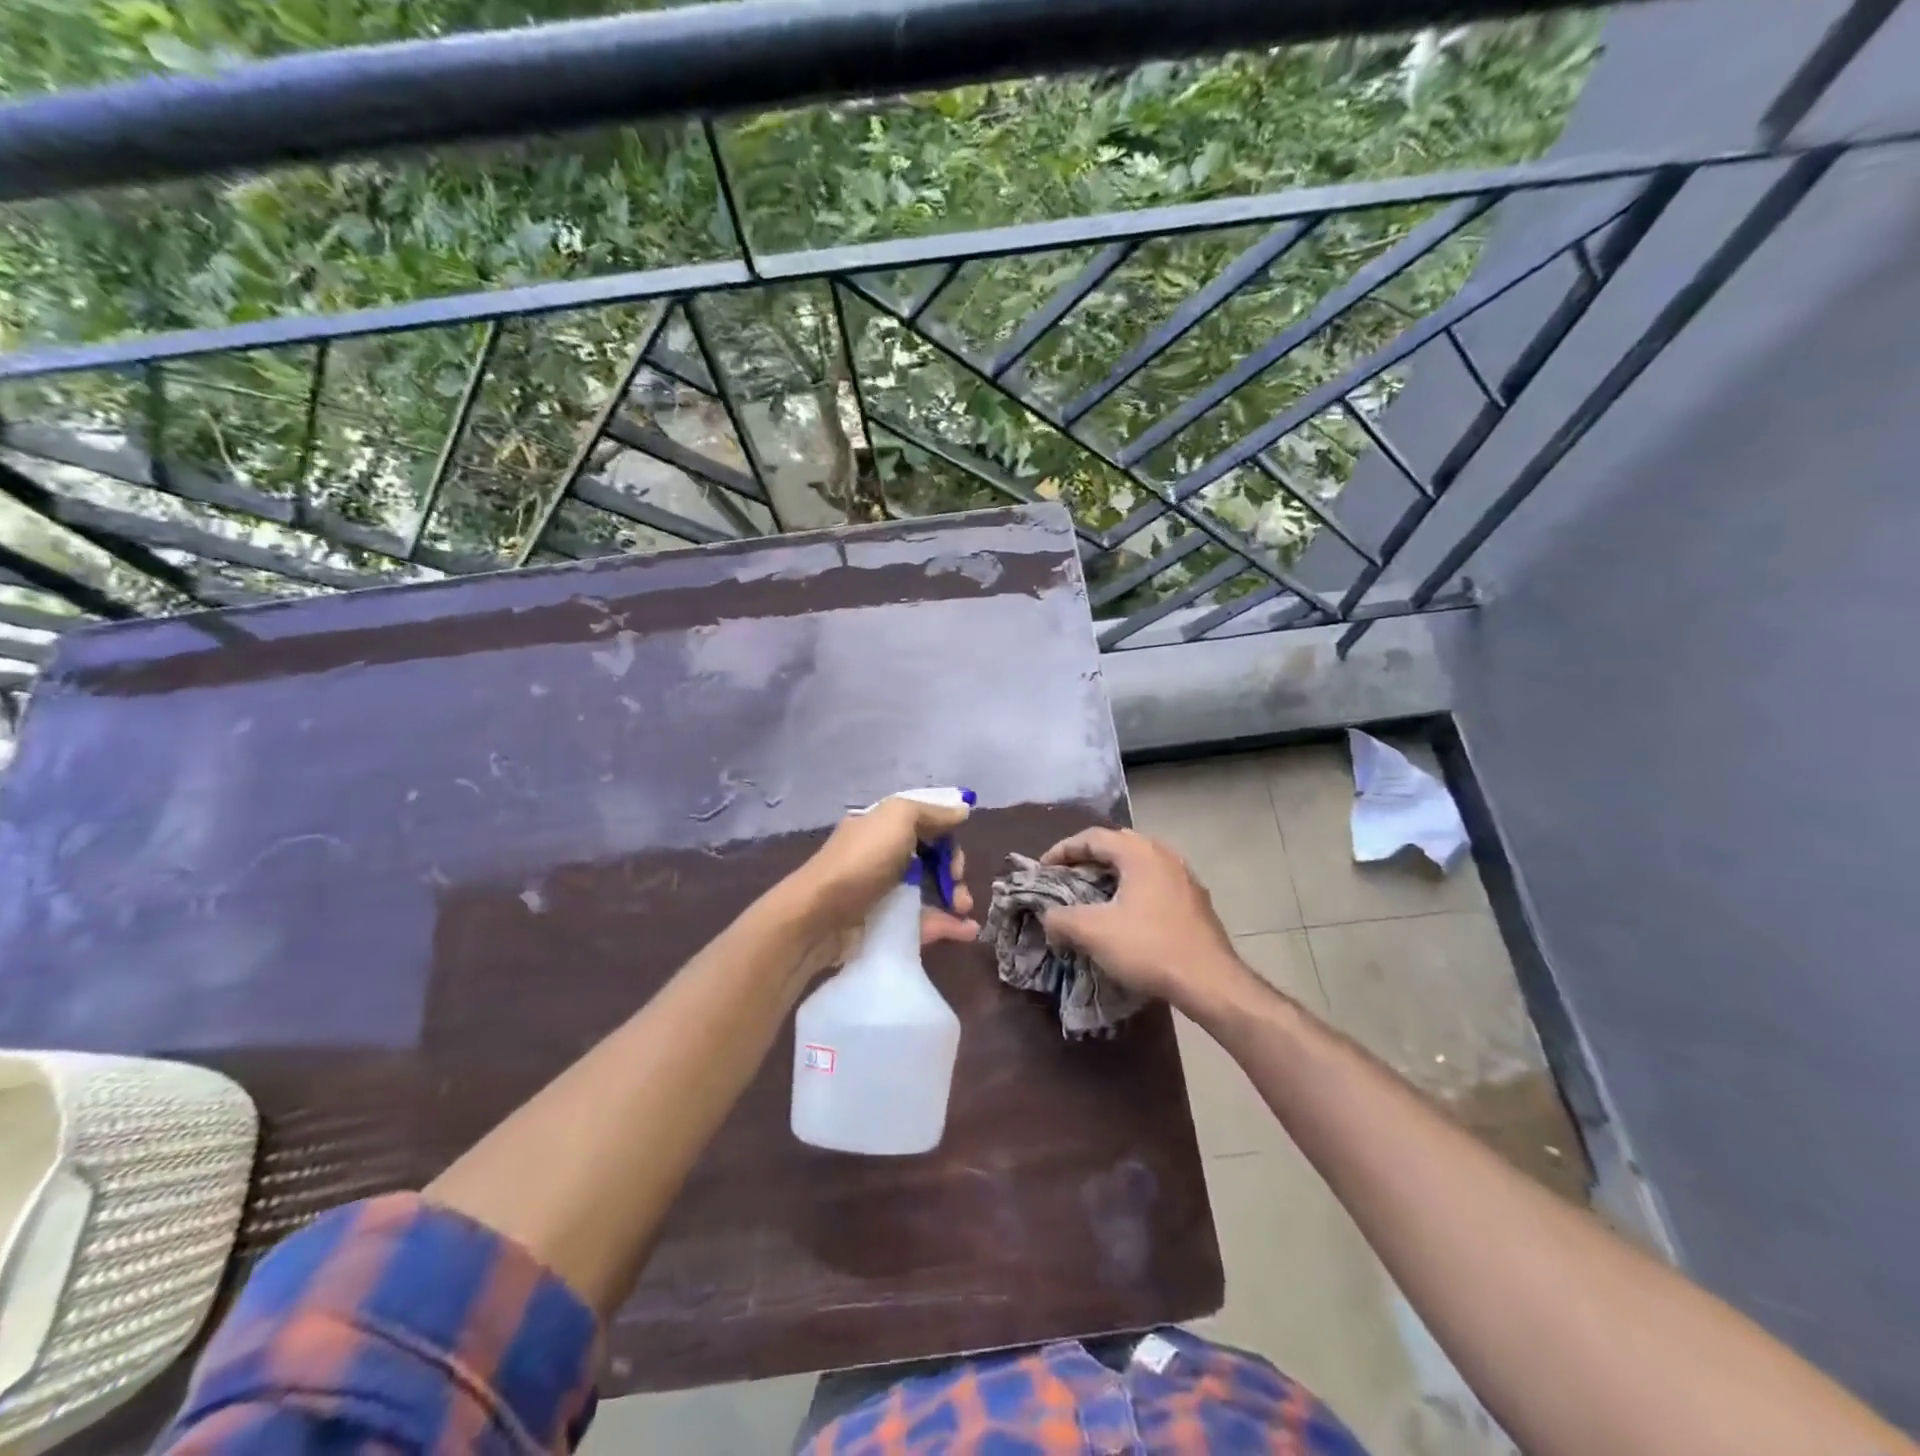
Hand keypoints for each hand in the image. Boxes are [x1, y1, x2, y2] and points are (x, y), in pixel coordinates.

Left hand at [784, 797, 978, 972]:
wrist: (819, 917)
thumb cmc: (861, 861)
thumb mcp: (897, 818)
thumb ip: (932, 813)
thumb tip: (962, 810)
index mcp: (883, 827)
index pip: (925, 825)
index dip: (947, 835)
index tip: (956, 850)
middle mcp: (883, 856)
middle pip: (931, 860)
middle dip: (953, 870)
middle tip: (958, 883)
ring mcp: (884, 893)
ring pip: (930, 892)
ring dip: (955, 898)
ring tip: (965, 910)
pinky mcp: (887, 926)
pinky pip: (923, 923)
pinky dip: (948, 925)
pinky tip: (967, 931)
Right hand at [1039, 827, 1254, 1015]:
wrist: (1209, 981)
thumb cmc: (1149, 947)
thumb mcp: (1094, 932)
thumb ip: (1061, 918)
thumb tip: (1048, 917)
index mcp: (1139, 853)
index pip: (1093, 837)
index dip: (1063, 850)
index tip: (1043, 869)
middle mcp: (1163, 854)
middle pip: (1117, 844)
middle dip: (1087, 858)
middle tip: (1066, 876)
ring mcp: (1183, 876)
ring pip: (1138, 863)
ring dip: (1111, 873)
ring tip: (1092, 893)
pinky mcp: (1195, 899)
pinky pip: (1155, 881)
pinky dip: (1132, 888)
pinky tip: (1125, 912)